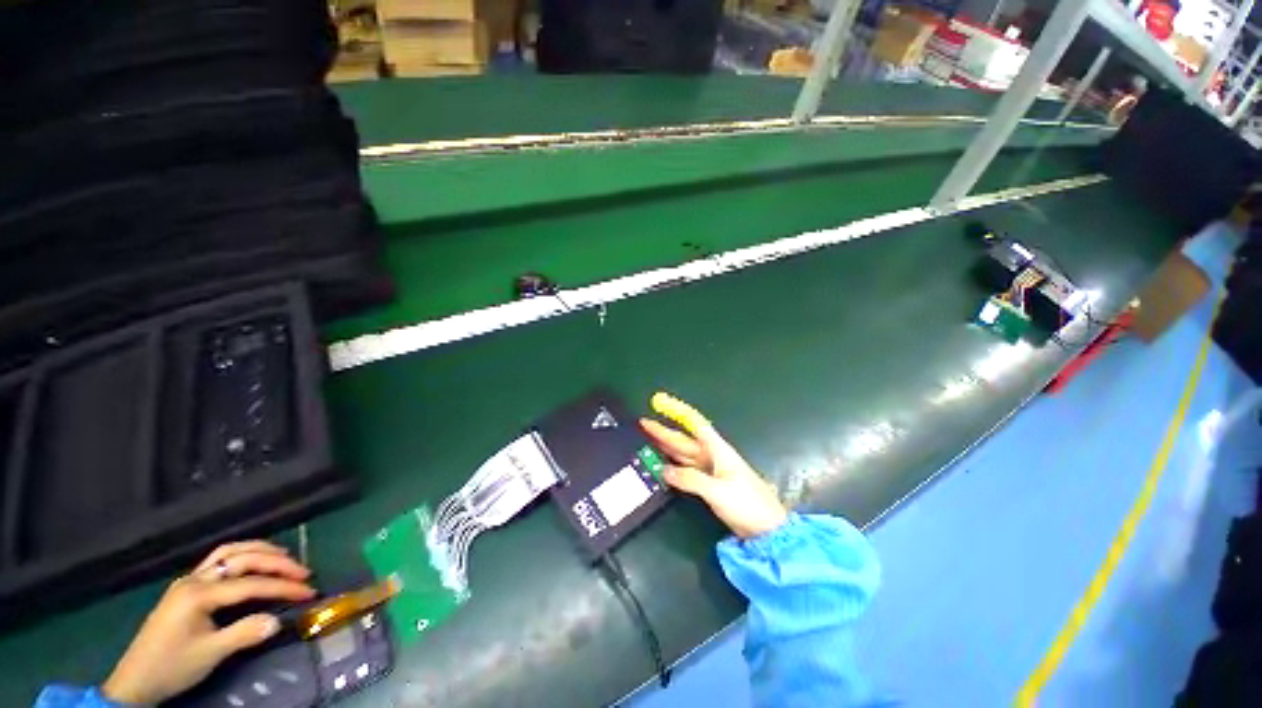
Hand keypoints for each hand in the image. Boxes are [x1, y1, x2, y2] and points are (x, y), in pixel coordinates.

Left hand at [102, 541, 314, 705]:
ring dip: (260, 552)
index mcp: (199, 594)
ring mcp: (188, 580)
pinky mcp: (187, 587)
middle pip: (242, 559)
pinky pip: (218, 560)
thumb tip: (279, 620)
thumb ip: (245, 634)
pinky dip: (242, 556)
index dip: (283, 587)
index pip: (250, 584)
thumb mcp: (210, 655)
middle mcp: (195, 579)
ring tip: (285, 557)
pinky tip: (253, 562)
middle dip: (277, 562)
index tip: (309, 592)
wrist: (137, 679)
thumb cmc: (173, 667)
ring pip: (229, 552)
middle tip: (303, 571)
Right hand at [640, 392, 787, 538]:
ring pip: (684, 454)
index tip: (662, 404)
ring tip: (650, 439)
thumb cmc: (747, 503)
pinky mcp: (710, 484)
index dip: (678, 412)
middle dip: (665, 431)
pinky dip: (674, 466)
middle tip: (644, 423)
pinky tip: (665, 465)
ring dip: (667, 447)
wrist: (767, 529)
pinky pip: (687, 470)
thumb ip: (691, 480)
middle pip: (685, 439)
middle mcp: (713, 456)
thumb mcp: (717, 491)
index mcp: (717, 450)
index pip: (695, 424)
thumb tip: (665, 471)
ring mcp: (712, 470)